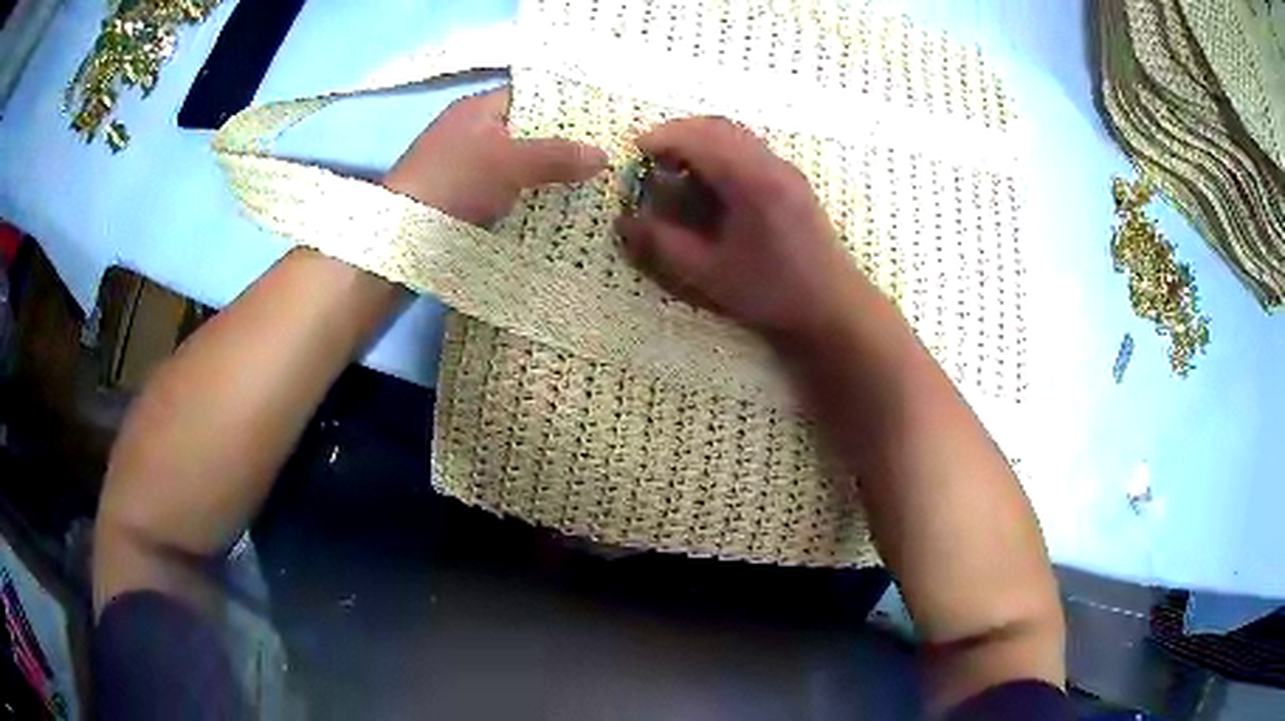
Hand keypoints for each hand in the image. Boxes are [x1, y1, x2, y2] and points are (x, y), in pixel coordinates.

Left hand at [384, 87, 607, 226]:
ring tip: (586, 187)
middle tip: (600, 159)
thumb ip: (557, 156)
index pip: (530, 97)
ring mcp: (461, 167)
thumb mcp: (510, 163)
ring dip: (543, 177)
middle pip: (524, 133)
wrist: (401, 237)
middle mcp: (468, 133)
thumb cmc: (454, 182)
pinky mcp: (458, 199)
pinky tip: (551, 211)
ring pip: (514, 165)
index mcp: (476, 109)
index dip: (565, 108)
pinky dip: (524, 199)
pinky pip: (501, 192)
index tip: (599, 124)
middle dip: (560, 147)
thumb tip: (603, 156)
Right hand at [615, 117, 871, 343]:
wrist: (833, 304)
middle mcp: (771, 164)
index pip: (699, 139)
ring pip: (737, 133)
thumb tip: (625, 221)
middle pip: (718, 126)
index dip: (663, 138)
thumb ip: (664, 243)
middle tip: (652, 155)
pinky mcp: (793, 179)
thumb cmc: (771, 291)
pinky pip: (751, 146)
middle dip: (680, 132)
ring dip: (702, 138)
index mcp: (751, 181)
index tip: (635, 150)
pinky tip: (711, 178)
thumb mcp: (709, 273)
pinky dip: (722, 149)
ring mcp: (786, 168)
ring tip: (677, 164)